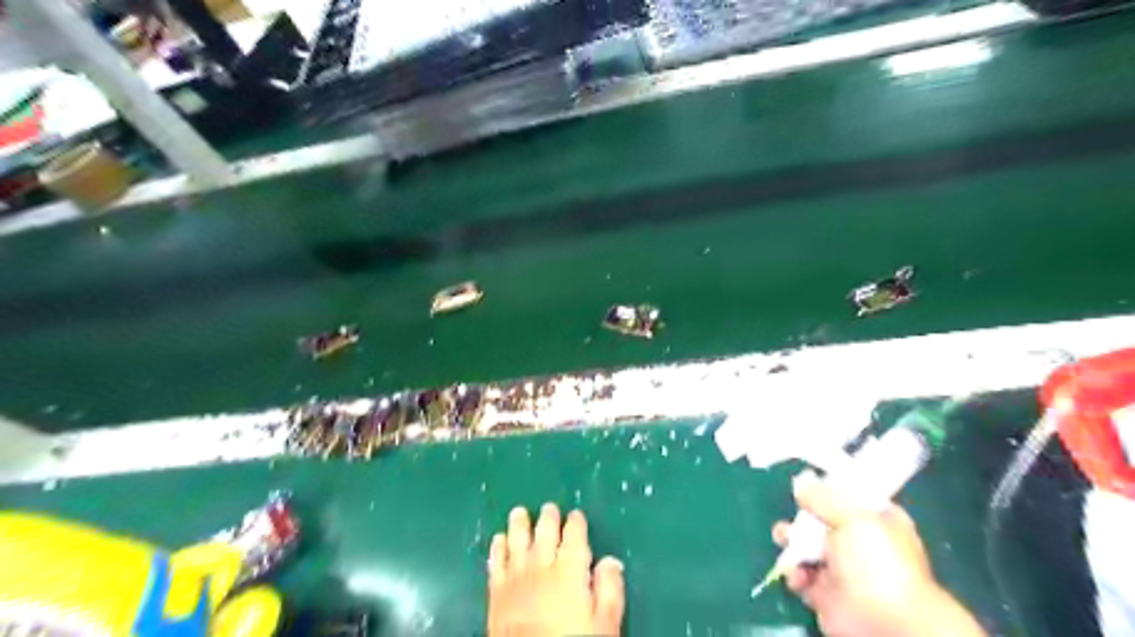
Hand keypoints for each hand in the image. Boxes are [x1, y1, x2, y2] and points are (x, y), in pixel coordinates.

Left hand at [487, 502, 623, 636]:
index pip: (574, 537)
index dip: (576, 523)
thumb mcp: (605, 624)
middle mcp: (542, 566)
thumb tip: (611, 560)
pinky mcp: (496, 592)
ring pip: (517, 541)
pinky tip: (498, 539)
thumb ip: (609, 589)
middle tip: (549, 508)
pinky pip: (495, 562)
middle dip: (548, 518)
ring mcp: (516, 578)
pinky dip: (497, 548)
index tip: (576, 515)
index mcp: (570, 571)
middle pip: (545, 533)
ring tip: (519, 512)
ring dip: (519, 525)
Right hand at [777, 473, 989, 635]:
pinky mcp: (824, 592)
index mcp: (877, 519)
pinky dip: (793, 571)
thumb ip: (822, 496)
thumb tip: (799, 482)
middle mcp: (859, 541)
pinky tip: (797, 572)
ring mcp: (841, 568)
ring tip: (785, 539)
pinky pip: (800, 573)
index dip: (827, 487)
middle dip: (803, 515)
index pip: (849, 495)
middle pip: (821, 518)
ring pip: (805, 544)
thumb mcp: (852, 516)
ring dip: (791, 540)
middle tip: (796, 514)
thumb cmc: (878, 562)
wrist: (885, 622)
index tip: (807, 481)